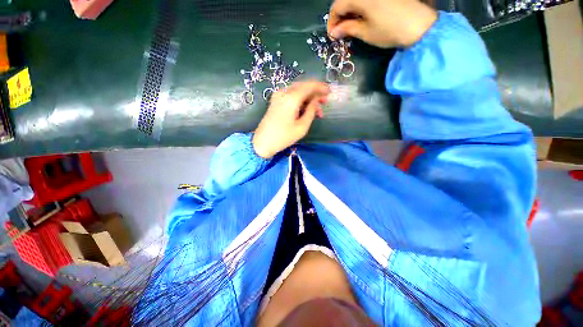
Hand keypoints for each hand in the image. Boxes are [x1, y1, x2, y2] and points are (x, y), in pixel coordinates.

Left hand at [253, 81, 329, 158]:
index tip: (330, 92)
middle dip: (315, 93)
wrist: (263, 141)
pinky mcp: (276, 100)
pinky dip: (300, 100)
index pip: (310, 86)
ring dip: (308, 98)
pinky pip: (291, 95)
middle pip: (304, 86)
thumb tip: (316, 101)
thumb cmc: (284, 137)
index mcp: (291, 98)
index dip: (321, 87)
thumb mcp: (302, 127)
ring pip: (298, 91)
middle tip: (324, 102)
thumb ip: (311, 111)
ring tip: (317, 110)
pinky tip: (306, 109)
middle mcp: (284, 92)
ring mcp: (278, 95)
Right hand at [327, 0, 437, 47]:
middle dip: (339, 16)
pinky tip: (360, 17)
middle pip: (345, 0)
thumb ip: (347, 29)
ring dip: (349, 11)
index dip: (332, 21)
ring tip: (349, 26)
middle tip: (339, 32)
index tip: (332, 35)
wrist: (418, 25)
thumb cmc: (389, 31)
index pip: (337, 6)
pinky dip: (359, 7)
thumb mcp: (365, 32)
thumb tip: (334, 32)